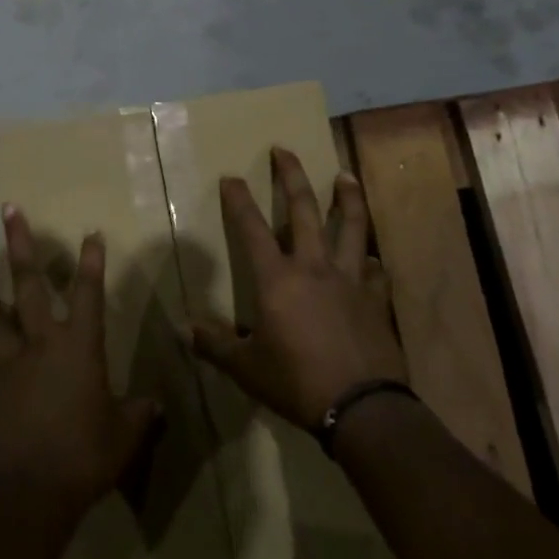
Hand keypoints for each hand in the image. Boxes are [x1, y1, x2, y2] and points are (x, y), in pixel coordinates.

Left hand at [0, 207, 162, 530]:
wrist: (27, 493)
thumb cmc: (83, 458)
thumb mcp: (123, 436)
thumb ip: (139, 413)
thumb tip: (155, 403)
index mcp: (80, 347)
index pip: (88, 292)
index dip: (91, 261)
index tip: (90, 233)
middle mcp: (42, 341)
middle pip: (29, 282)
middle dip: (20, 244)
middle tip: (9, 210)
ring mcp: (11, 359)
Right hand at [190, 147, 407, 428]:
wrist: (363, 408)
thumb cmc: (296, 382)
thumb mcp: (247, 368)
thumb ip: (215, 346)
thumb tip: (184, 330)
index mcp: (278, 279)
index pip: (251, 229)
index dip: (239, 201)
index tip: (232, 176)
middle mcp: (314, 268)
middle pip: (303, 210)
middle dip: (291, 177)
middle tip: (284, 150)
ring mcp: (349, 281)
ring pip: (350, 227)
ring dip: (347, 198)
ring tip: (344, 175)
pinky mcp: (375, 300)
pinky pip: (373, 270)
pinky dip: (369, 259)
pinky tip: (368, 256)